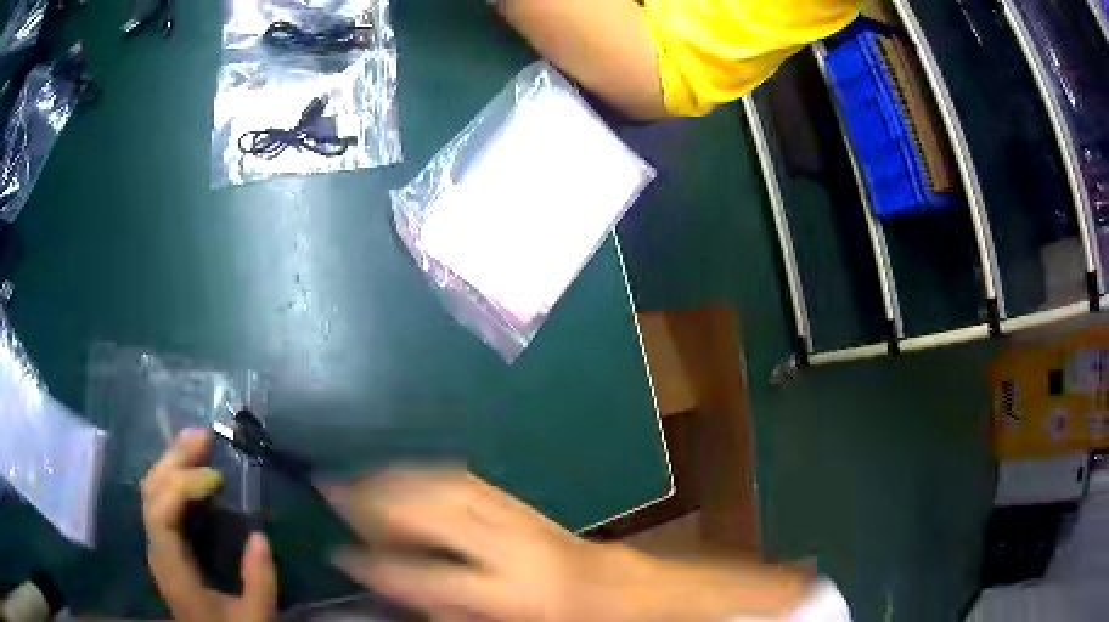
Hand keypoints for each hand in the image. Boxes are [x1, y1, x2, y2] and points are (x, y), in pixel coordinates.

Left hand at [141, 429, 277, 621]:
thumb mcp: (255, 619)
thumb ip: (259, 582)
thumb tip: (260, 536)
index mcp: (173, 569)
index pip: (160, 513)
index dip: (182, 487)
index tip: (217, 478)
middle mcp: (157, 550)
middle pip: (151, 492)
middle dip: (174, 460)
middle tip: (204, 437)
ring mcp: (158, 545)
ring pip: (152, 490)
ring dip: (172, 462)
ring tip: (199, 443)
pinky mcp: (166, 545)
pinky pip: (161, 500)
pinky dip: (175, 479)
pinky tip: (193, 471)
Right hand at [327, 468, 628, 620]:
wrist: (602, 586)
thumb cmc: (548, 618)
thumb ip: (442, 608)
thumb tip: (391, 583)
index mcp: (509, 592)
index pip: (431, 576)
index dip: (379, 566)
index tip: (338, 555)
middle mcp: (510, 546)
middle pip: (434, 512)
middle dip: (375, 499)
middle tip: (331, 488)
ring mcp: (515, 515)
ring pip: (444, 485)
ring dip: (393, 478)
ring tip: (355, 477)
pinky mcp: (516, 499)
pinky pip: (461, 477)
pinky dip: (421, 472)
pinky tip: (398, 473)